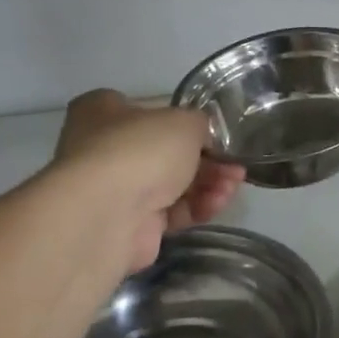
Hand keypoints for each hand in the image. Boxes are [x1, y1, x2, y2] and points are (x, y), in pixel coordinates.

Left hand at [54, 90, 245, 272]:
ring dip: (208, 183)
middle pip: (165, 152)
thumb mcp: (185, 120)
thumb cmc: (141, 149)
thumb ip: (200, 125)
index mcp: (103, 111)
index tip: (213, 134)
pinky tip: (217, 204)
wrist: (108, 213)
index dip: (182, 122)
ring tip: (233, 185)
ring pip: (172, 184)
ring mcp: (115, 190)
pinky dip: (196, 207)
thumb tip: (202, 138)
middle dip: (207, 159)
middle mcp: (103, 148)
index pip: (147, 111)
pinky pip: (171, 212)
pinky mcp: (130, 226)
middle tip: (235, 165)